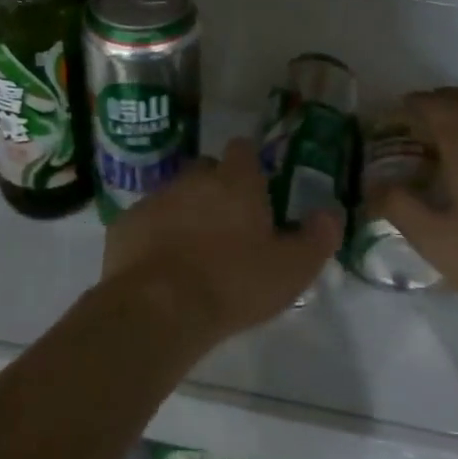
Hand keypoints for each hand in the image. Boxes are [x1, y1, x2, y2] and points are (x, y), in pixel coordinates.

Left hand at [102, 138, 342, 346]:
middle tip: (226, 226)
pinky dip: (152, 236)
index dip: (249, 165)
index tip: (255, 189)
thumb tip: (332, 214)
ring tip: (191, 252)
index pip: (243, 149)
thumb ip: (317, 238)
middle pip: (206, 170)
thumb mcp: (292, 269)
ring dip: (183, 213)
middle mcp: (194, 179)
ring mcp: (156, 199)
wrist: (159, 309)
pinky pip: (144, 223)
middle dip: (215, 189)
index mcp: (236, 181)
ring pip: (174, 196)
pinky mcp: (125, 224)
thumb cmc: (233, 284)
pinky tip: (158, 268)